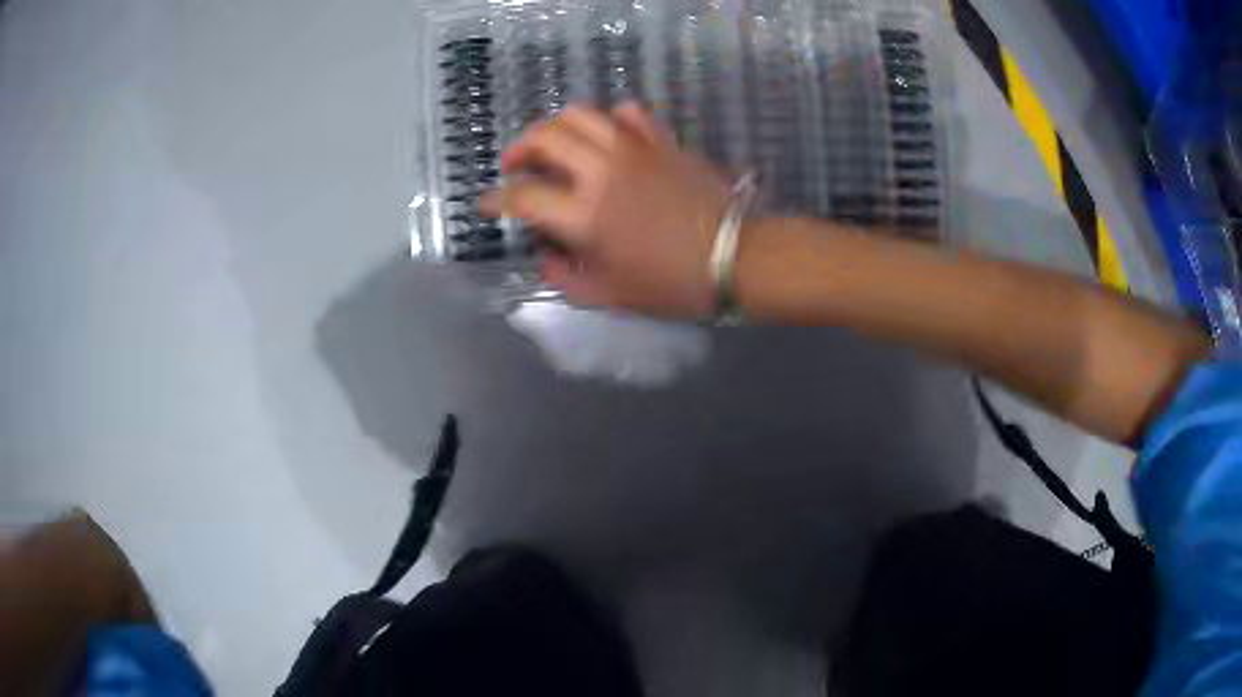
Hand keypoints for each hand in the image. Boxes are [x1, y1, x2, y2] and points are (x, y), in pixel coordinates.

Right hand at [481, 102, 731, 317]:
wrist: (736, 257)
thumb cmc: (672, 284)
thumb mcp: (609, 295)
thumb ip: (564, 276)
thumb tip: (544, 255)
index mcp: (584, 214)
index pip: (522, 195)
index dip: (497, 199)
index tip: (489, 204)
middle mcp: (601, 171)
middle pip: (544, 137)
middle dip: (519, 148)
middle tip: (516, 166)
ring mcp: (633, 148)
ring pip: (581, 114)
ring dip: (558, 126)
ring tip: (555, 144)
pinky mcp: (662, 140)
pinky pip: (628, 112)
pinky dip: (610, 119)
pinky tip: (609, 137)